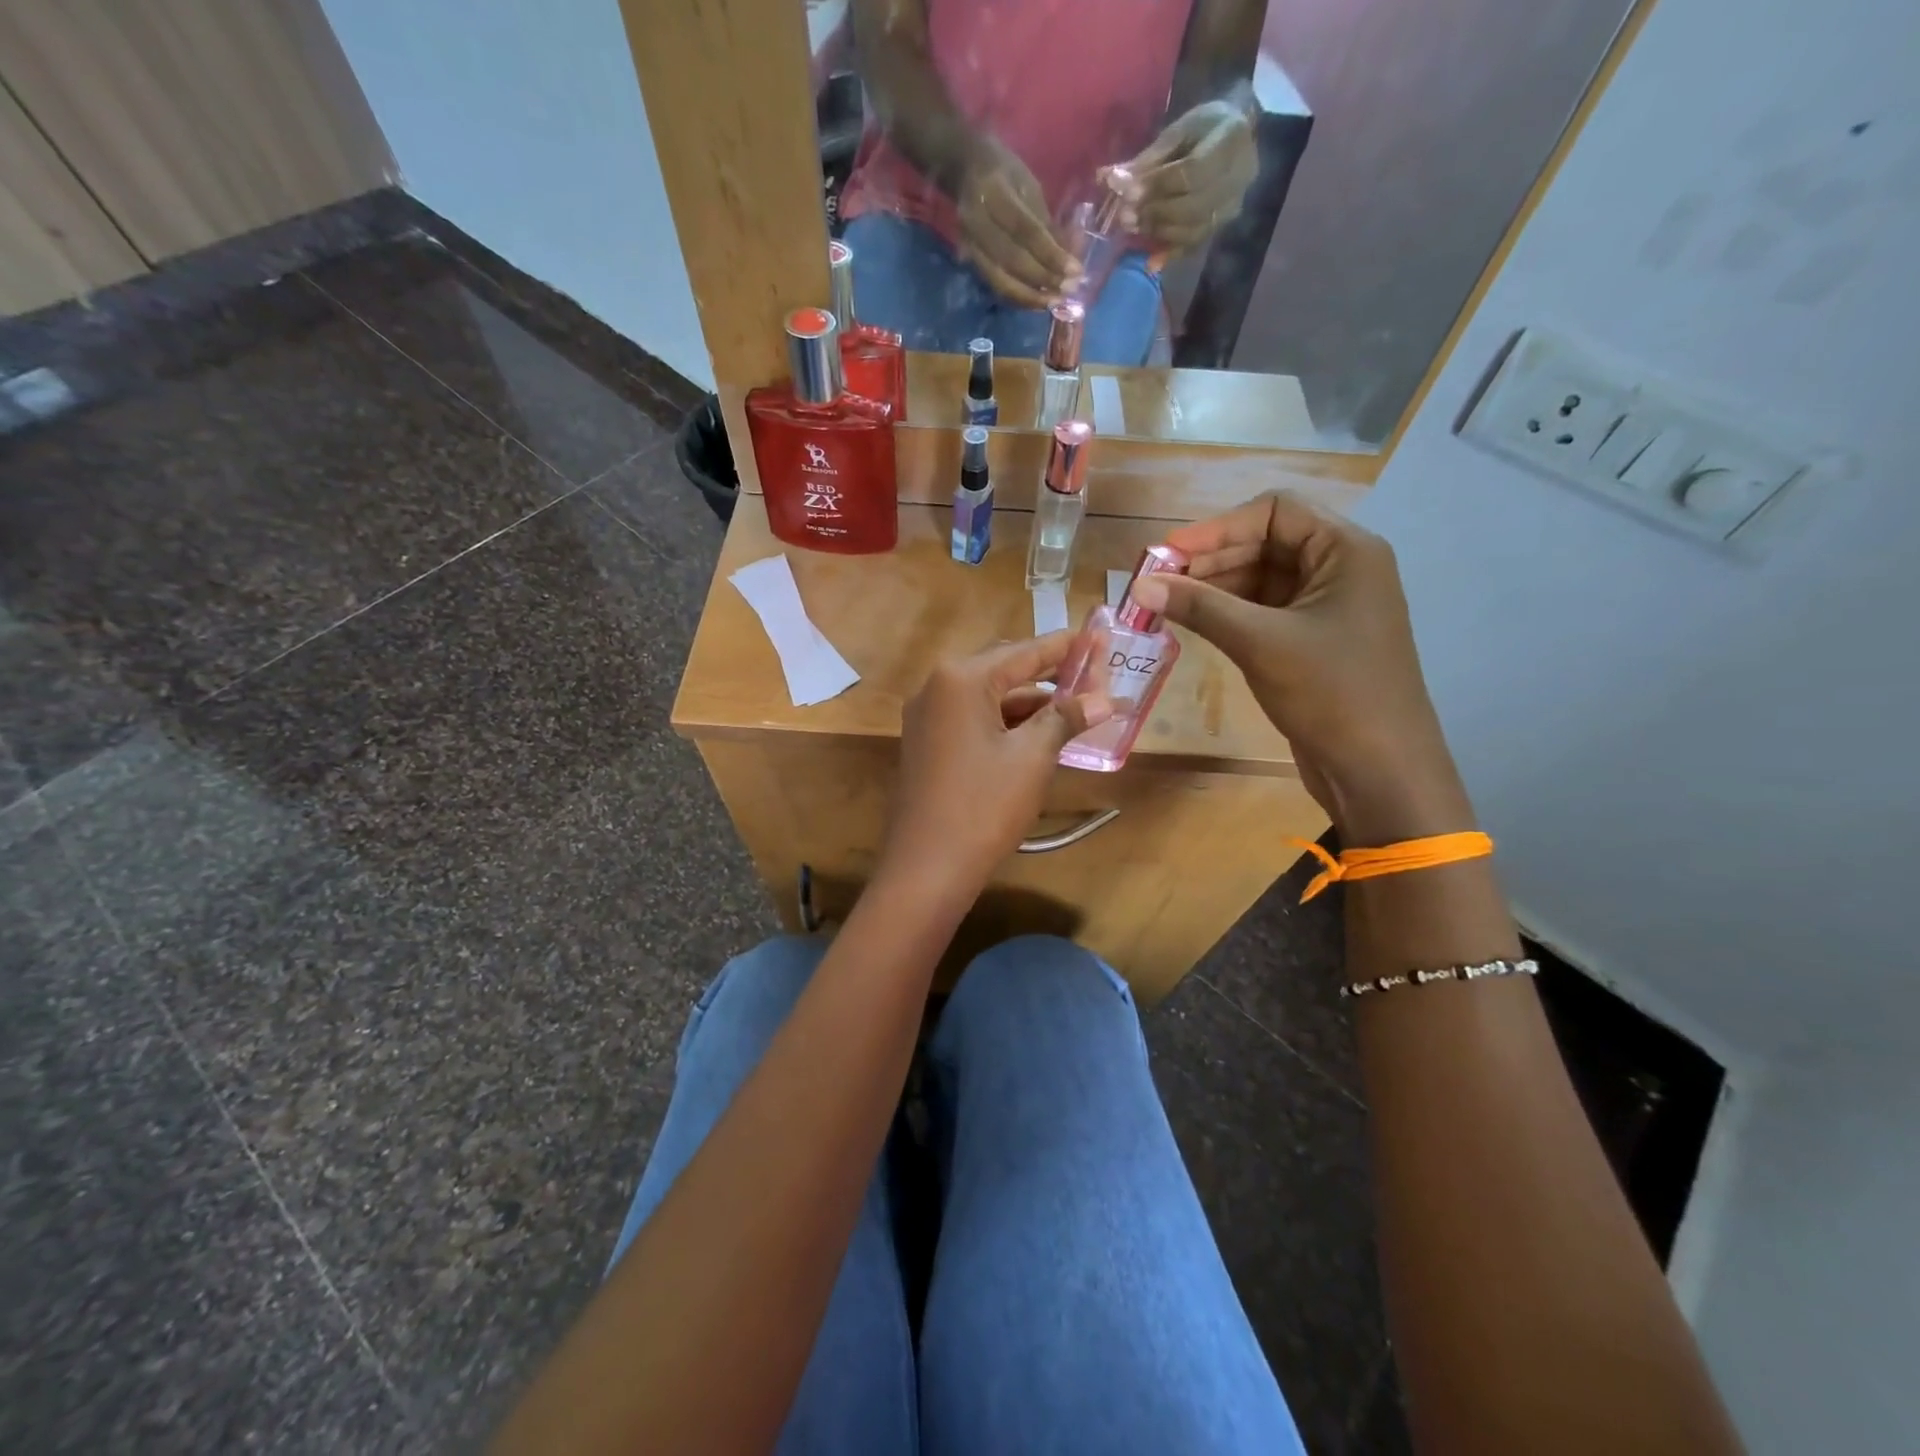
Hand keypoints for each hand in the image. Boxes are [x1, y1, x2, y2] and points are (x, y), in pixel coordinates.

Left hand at [879, 633, 1110, 901]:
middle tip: (1094, 678)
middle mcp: (937, 687)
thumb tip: (1105, 699)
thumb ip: (1066, 718)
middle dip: (1050, 676)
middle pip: (1004, 669)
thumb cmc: (983, 806)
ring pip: (989, 697)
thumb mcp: (1032, 758)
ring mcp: (927, 717)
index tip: (1100, 637)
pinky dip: (1006, 724)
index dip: (1066, 647)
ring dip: (1030, 704)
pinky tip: (1039, 735)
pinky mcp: (927, 743)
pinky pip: (973, 719)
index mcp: (961, 679)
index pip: (1024, 651)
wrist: (926, 868)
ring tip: (1076, 711)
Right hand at [954, 137, 1082, 307]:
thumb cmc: (1004, 172)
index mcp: (994, 193)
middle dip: (1043, 279)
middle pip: (1012, 260)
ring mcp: (970, 244)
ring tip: (1054, 302)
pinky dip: (1018, 297)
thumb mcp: (1029, 186)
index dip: (1051, 254)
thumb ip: (1046, 222)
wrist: (964, 169)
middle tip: (1068, 291)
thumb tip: (1071, 256)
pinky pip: (995, 286)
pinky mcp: (970, 260)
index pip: (1026, 231)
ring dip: (1030, 297)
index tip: (1075, 271)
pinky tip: (1037, 301)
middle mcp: (977, 222)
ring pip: (1000, 281)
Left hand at [1111, 99, 1258, 253]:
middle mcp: (1239, 178)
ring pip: (1192, 230)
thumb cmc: (1206, 127)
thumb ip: (1149, 158)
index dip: (1157, 186)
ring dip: (1158, 232)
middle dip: (1154, 213)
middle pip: (1192, 206)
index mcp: (1230, 140)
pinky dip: (1170, 254)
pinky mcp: (1221, 226)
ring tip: (1133, 227)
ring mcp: (1232, 206)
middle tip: (1125, 216)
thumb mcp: (1179, 129)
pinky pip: (1194, 245)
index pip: (1190, 172)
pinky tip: (1150, 262)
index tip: (1127, 193)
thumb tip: (1110, 179)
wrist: (1240, 135)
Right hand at [1127, 492, 1472, 842]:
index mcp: (1346, 551)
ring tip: (1164, 605)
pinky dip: (1227, 613)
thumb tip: (1138, 587)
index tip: (1167, 555)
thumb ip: (1200, 608)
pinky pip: (1263, 611)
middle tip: (1156, 583)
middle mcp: (1340, 568)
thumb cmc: (1332, 693)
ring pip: (1260, 579)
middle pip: (1264, 543)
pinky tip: (1192, 624)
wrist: (1380, 770)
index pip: (1274, 512)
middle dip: (1209, 560)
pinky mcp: (1312, 640)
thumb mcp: (1261, 643)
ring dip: (1213, 588)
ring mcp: (1327, 606)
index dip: (1217, 528)